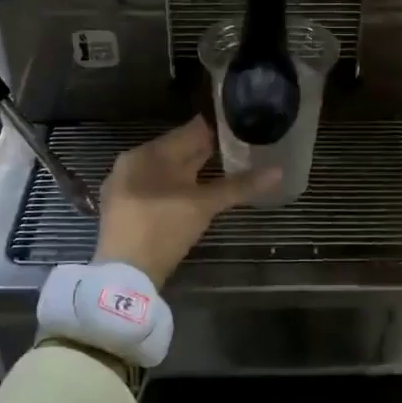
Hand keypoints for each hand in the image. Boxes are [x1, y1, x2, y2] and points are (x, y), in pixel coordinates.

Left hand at [93, 116, 276, 286]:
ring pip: (166, 170)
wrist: (124, 277)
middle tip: (240, 147)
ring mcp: (126, 187)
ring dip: (193, 169)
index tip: (242, 125)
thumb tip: (278, 171)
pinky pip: (157, 187)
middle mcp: (133, 163)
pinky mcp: (126, 209)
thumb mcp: (203, 206)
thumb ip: (238, 186)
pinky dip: (178, 186)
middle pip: (176, 150)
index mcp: (148, 153)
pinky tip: (195, 193)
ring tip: (225, 168)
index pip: (189, 131)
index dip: (217, 128)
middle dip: (206, 150)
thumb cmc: (163, 229)